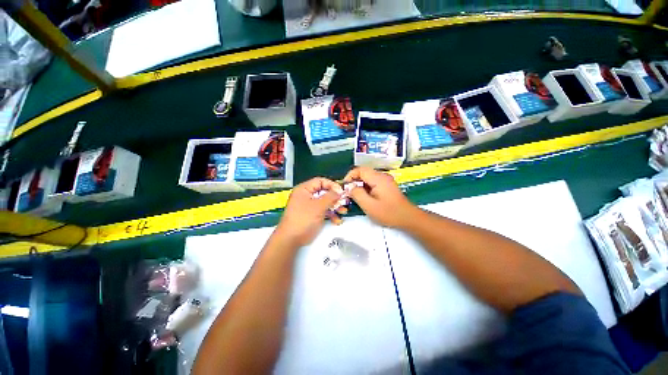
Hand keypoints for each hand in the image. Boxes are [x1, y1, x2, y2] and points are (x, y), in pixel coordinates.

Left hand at [275, 177, 343, 246]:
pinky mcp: (312, 215)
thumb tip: (340, 191)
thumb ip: (330, 197)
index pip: (320, 181)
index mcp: (304, 189)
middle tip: (344, 201)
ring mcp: (309, 206)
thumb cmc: (304, 219)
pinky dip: (330, 215)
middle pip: (323, 192)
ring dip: (335, 207)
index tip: (341, 191)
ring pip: (325, 203)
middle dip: (335, 198)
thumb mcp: (318, 206)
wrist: (291, 239)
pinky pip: (323, 211)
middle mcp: (306, 196)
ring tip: (343, 211)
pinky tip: (337, 220)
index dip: (332, 185)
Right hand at [343, 167, 416, 227]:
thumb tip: (350, 187)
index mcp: (378, 178)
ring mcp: (386, 180)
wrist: (408, 218)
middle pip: (364, 173)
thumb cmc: (389, 213)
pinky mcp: (387, 185)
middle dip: (354, 181)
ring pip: (368, 178)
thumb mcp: (369, 205)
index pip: (360, 169)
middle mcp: (382, 176)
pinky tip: (366, 197)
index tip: (345, 186)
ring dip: (360, 185)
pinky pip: (373, 182)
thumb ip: (357, 194)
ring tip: (356, 196)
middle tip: (349, 193)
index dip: (350, 176)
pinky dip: (366, 187)